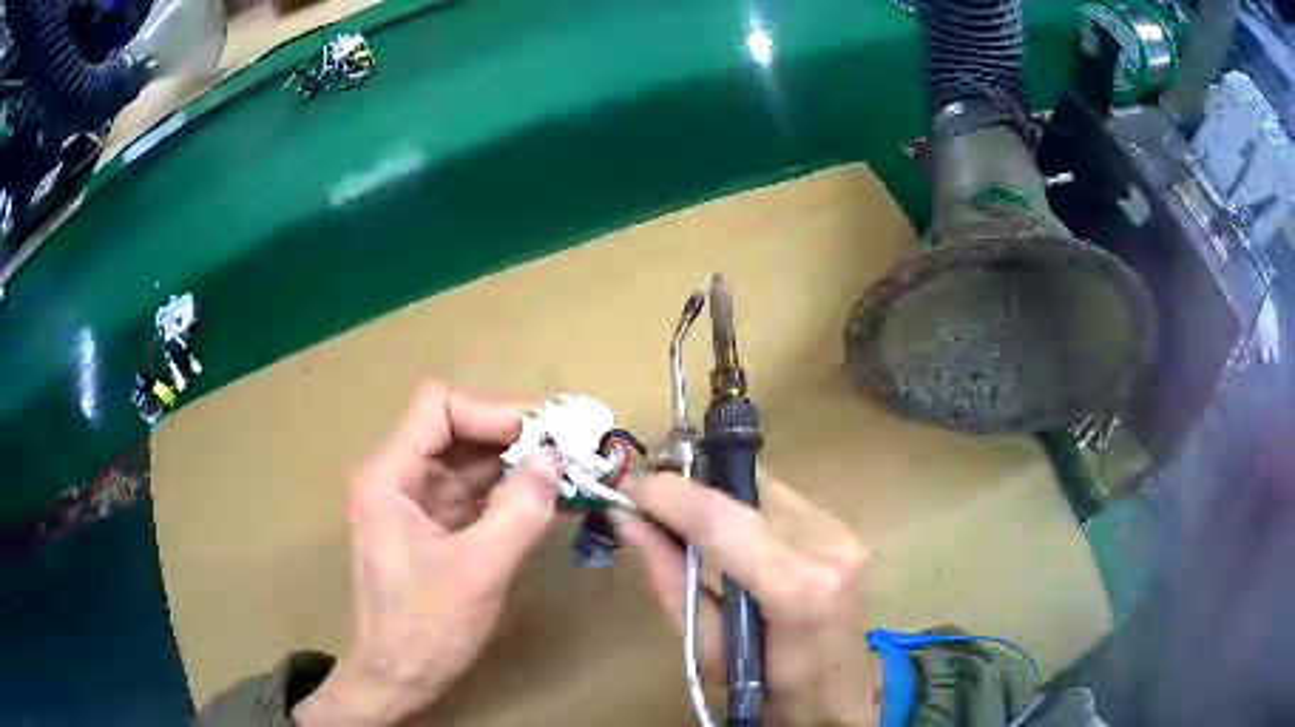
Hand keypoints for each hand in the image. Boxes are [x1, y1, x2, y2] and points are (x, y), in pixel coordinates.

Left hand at [294, 382, 559, 725]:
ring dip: (513, 464)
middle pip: (455, 432)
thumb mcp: (479, 570)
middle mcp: (397, 479)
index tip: (542, 437)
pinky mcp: (431, 529)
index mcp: (389, 477)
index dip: (492, 413)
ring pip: (466, 463)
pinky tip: (543, 499)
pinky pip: (471, 495)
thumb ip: (520, 511)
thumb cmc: (426, 628)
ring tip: (565, 470)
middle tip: (567, 447)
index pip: (439, 409)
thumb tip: (555, 458)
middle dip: (511, 437)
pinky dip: (506, 493)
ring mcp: (413, 505)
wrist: (396, 680)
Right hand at [615, 473, 879, 725]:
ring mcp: (843, 531)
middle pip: (742, 492)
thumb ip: (669, 579)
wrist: (836, 688)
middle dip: (689, 489)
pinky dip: (744, 506)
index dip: (670, 496)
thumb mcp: (705, 647)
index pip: (723, 520)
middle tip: (646, 499)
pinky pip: (780, 499)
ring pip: (760, 488)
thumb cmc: (767, 684)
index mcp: (798, 587)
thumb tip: (628, 520)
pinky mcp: (845, 526)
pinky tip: (728, 528)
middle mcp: (828, 546)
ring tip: (680, 514)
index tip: (627, 486)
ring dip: (717, 495)